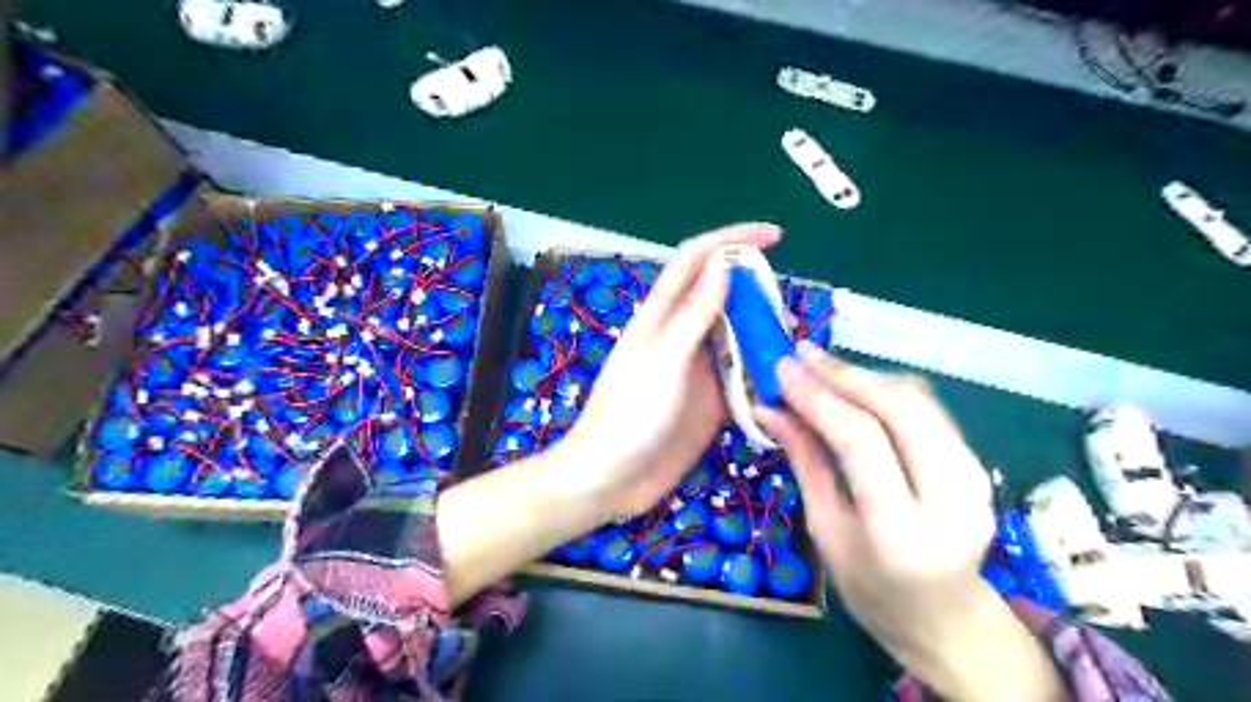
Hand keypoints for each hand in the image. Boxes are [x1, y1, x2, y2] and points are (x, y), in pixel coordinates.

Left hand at [568, 223, 779, 517]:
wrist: (610, 480)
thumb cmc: (628, 417)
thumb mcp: (663, 362)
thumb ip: (693, 315)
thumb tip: (724, 263)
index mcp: (662, 317)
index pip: (697, 260)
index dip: (732, 240)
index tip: (776, 236)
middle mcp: (682, 336)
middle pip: (725, 298)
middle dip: (758, 295)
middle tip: (788, 314)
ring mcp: (697, 369)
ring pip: (739, 338)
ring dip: (764, 336)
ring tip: (792, 348)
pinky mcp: (710, 400)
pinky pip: (743, 376)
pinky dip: (763, 373)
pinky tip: (784, 380)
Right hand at [753, 346, 1065, 701]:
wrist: (947, 619)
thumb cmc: (871, 588)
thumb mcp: (826, 530)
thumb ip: (805, 462)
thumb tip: (769, 409)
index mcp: (901, 530)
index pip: (860, 439)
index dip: (817, 396)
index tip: (782, 369)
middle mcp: (951, 498)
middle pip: (900, 408)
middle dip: (844, 373)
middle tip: (801, 355)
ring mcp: (975, 479)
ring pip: (919, 400)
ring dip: (865, 375)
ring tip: (820, 365)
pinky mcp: (979, 465)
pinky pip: (929, 410)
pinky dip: (886, 389)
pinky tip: (854, 385)